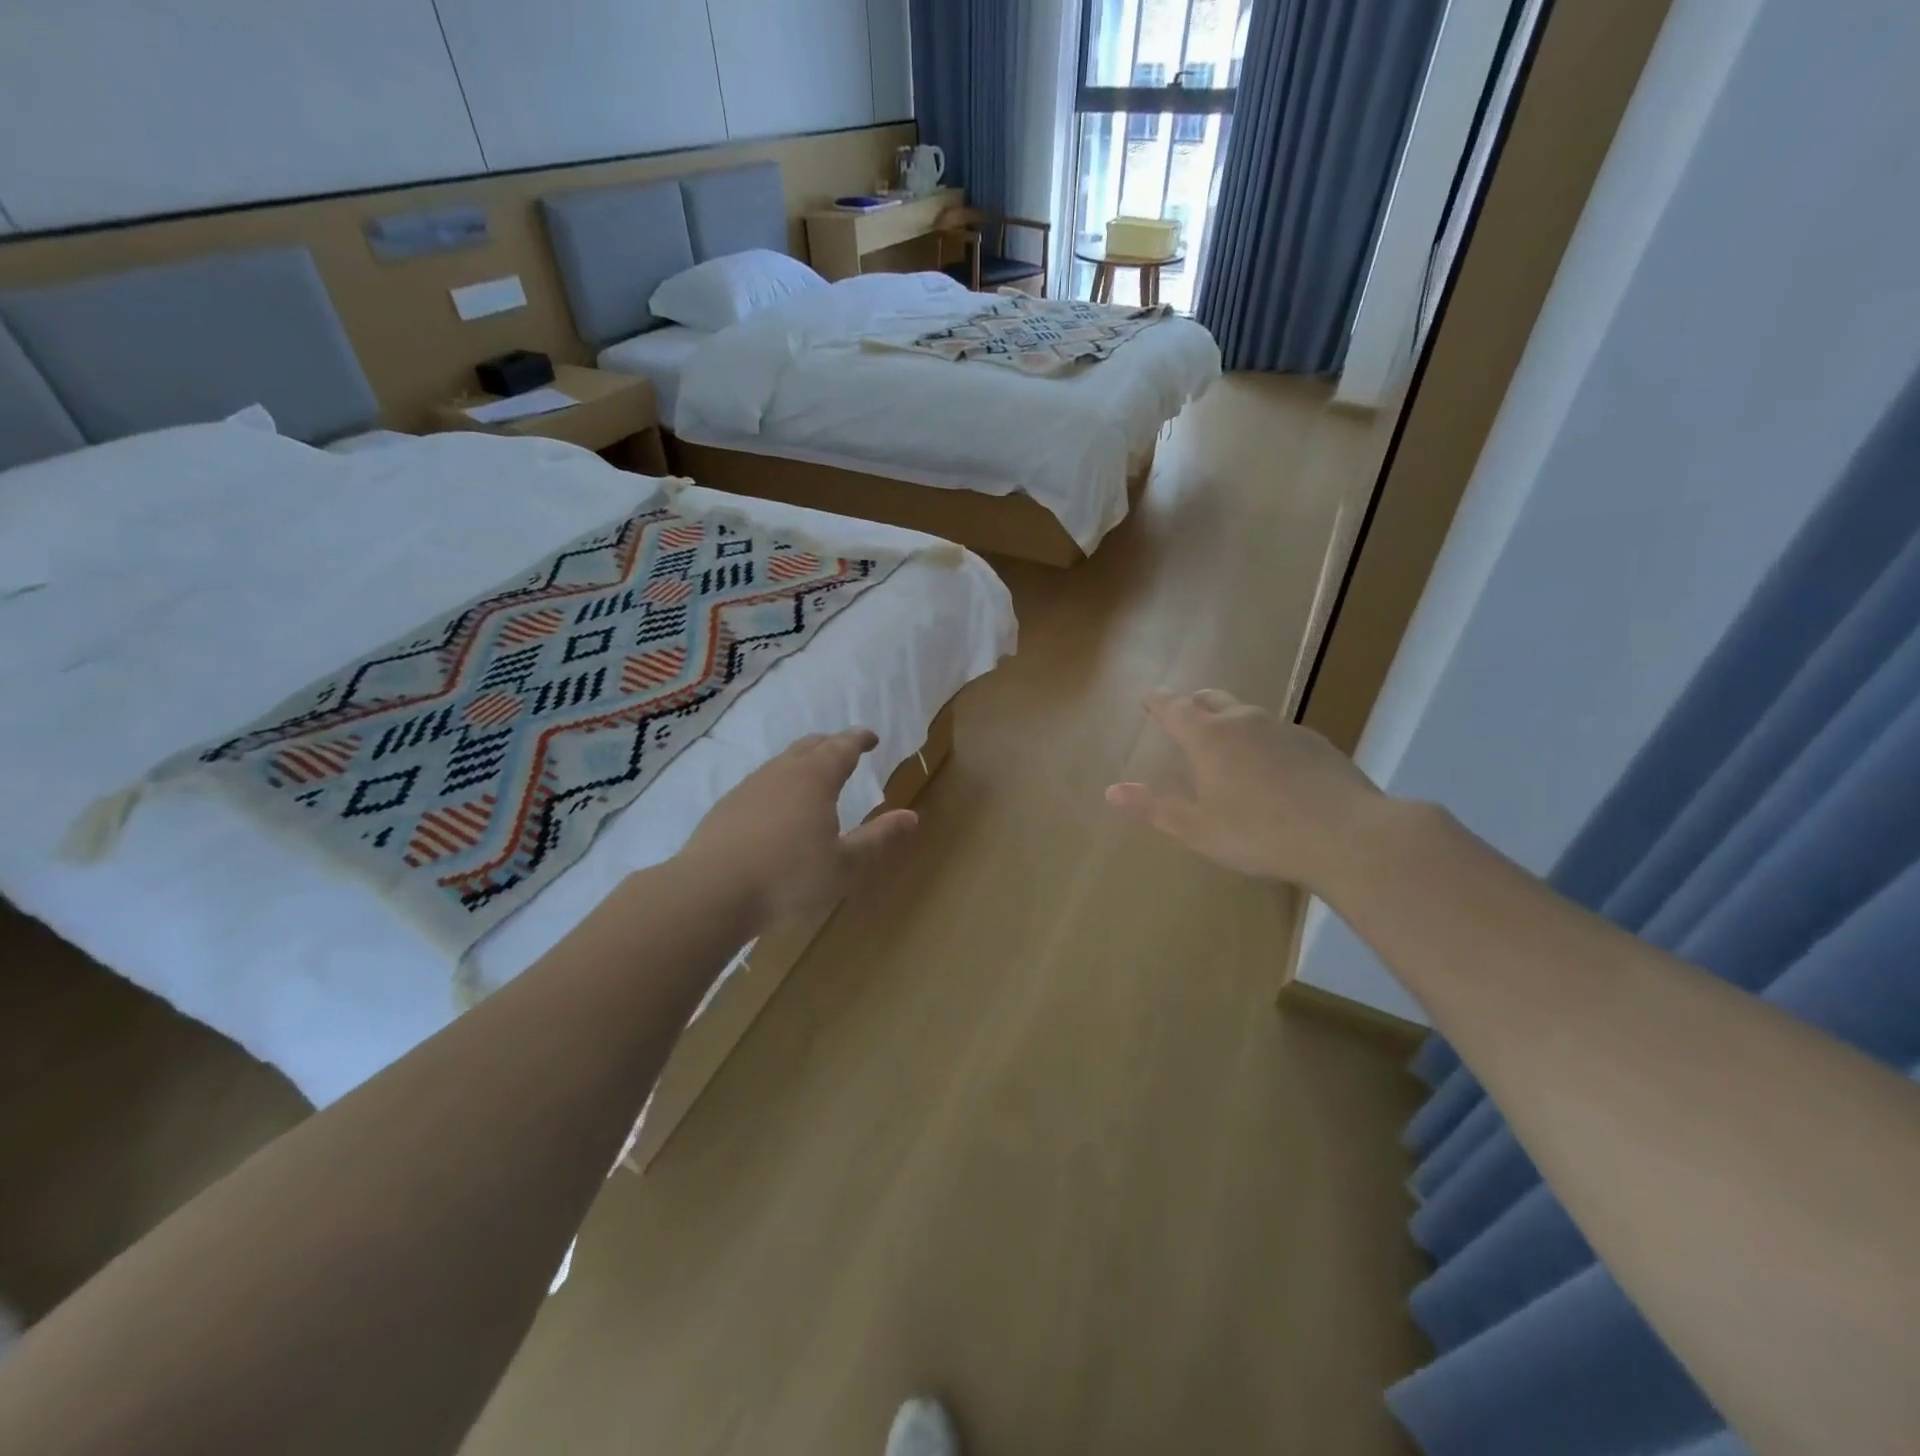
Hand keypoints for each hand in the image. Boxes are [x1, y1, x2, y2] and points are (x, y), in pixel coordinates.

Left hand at [678, 728, 917, 928]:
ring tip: (814, 776)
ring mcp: (749, 787)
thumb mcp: (844, 865)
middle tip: (846, 751)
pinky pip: (761, 781)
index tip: (871, 738)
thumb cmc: (788, 878)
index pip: (843, 747)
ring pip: (782, 761)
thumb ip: (878, 838)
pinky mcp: (726, 806)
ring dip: (803, 761)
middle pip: (810, 745)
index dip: (860, 739)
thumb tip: (911, 816)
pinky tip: (777, 807)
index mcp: (815, 779)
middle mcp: (782, 772)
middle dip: (832, 744)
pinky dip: (779, 782)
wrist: (709, 893)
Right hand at [1106, 689, 1386, 891]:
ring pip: (1247, 713)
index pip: (1174, 708)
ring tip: (1225, 740)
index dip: (1158, 701)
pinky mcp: (1316, 744)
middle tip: (1183, 712)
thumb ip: (1154, 806)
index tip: (1148, 696)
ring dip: (1230, 719)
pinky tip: (1271, 766)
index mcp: (1208, 737)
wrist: (1346, 836)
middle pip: (1211, 699)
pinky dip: (1263, 740)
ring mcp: (1284, 728)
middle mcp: (1244, 721)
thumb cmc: (1258, 833)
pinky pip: (1278, 732)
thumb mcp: (1196, 828)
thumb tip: (1111, 791)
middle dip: (1192, 702)